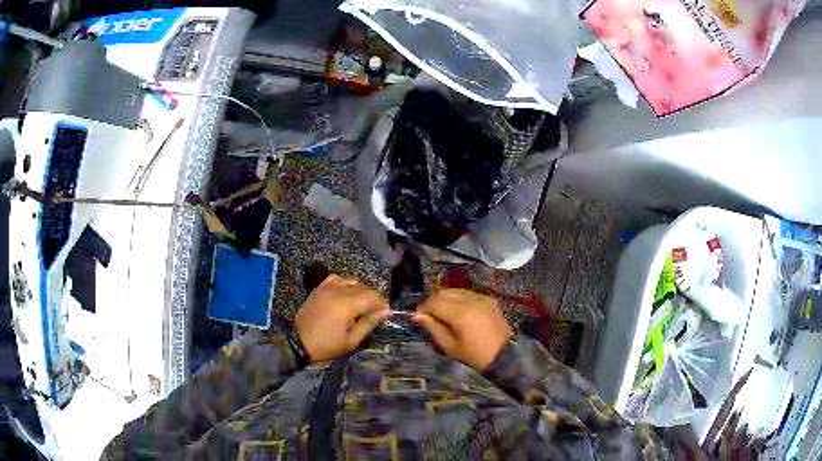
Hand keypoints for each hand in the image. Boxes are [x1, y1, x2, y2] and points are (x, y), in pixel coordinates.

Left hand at [295, 275, 388, 362]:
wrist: (298, 342)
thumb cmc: (326, 345)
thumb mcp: (351, 340)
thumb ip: (368, 323)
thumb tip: (384, 312)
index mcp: (347, 305)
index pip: (373, 296)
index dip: (382, 304)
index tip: (385, 314)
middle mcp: (338, 291)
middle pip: (364, 288)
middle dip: (373, 299)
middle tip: (375, 313)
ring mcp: (327, 287)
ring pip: (352, 282)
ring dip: (361, 291)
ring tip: (361, 305)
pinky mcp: (319, 288)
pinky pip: (337, 279)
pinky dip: (345, 284)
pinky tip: (346, 294)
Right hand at [412, 289, 512, 370]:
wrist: (505, 355)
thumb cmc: (474, 356)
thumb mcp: (450, 347)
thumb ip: (433, 328)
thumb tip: (417, 316)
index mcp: (461, 314)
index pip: (434, 302)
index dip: (423, 308)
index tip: (418, 318)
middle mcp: (471, 300)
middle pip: (444, 292)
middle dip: (433, 302)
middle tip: (429, 316)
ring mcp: (482, 297)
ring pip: (455, 290)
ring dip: (445, 299)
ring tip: (443, 314)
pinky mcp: (489, 298)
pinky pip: (468, 293)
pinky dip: (458, 299)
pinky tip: (459, 312)